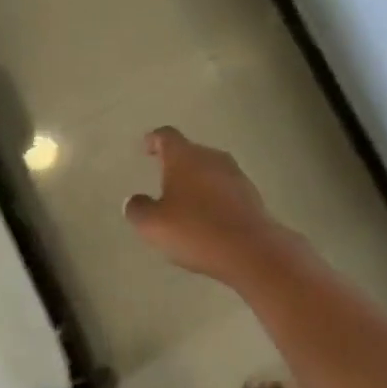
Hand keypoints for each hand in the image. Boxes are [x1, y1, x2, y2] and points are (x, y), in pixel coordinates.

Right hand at [124, 126, 300, 285]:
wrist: (251, 250)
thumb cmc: (195, 230)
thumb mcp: (153, 225)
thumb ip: (138, 209)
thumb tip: (135, 201)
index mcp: (185, 157)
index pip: (166, 136)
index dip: (154, 140)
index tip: (147, 146)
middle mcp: (212, 158)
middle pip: (190, 152)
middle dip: (176, 164)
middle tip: (163, 178)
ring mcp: (235, 175)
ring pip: (210, 171)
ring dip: (197, 182)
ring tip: (185, 202)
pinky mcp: (252, 196)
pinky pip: (225, 190)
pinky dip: (213, 198)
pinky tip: (208, 219)